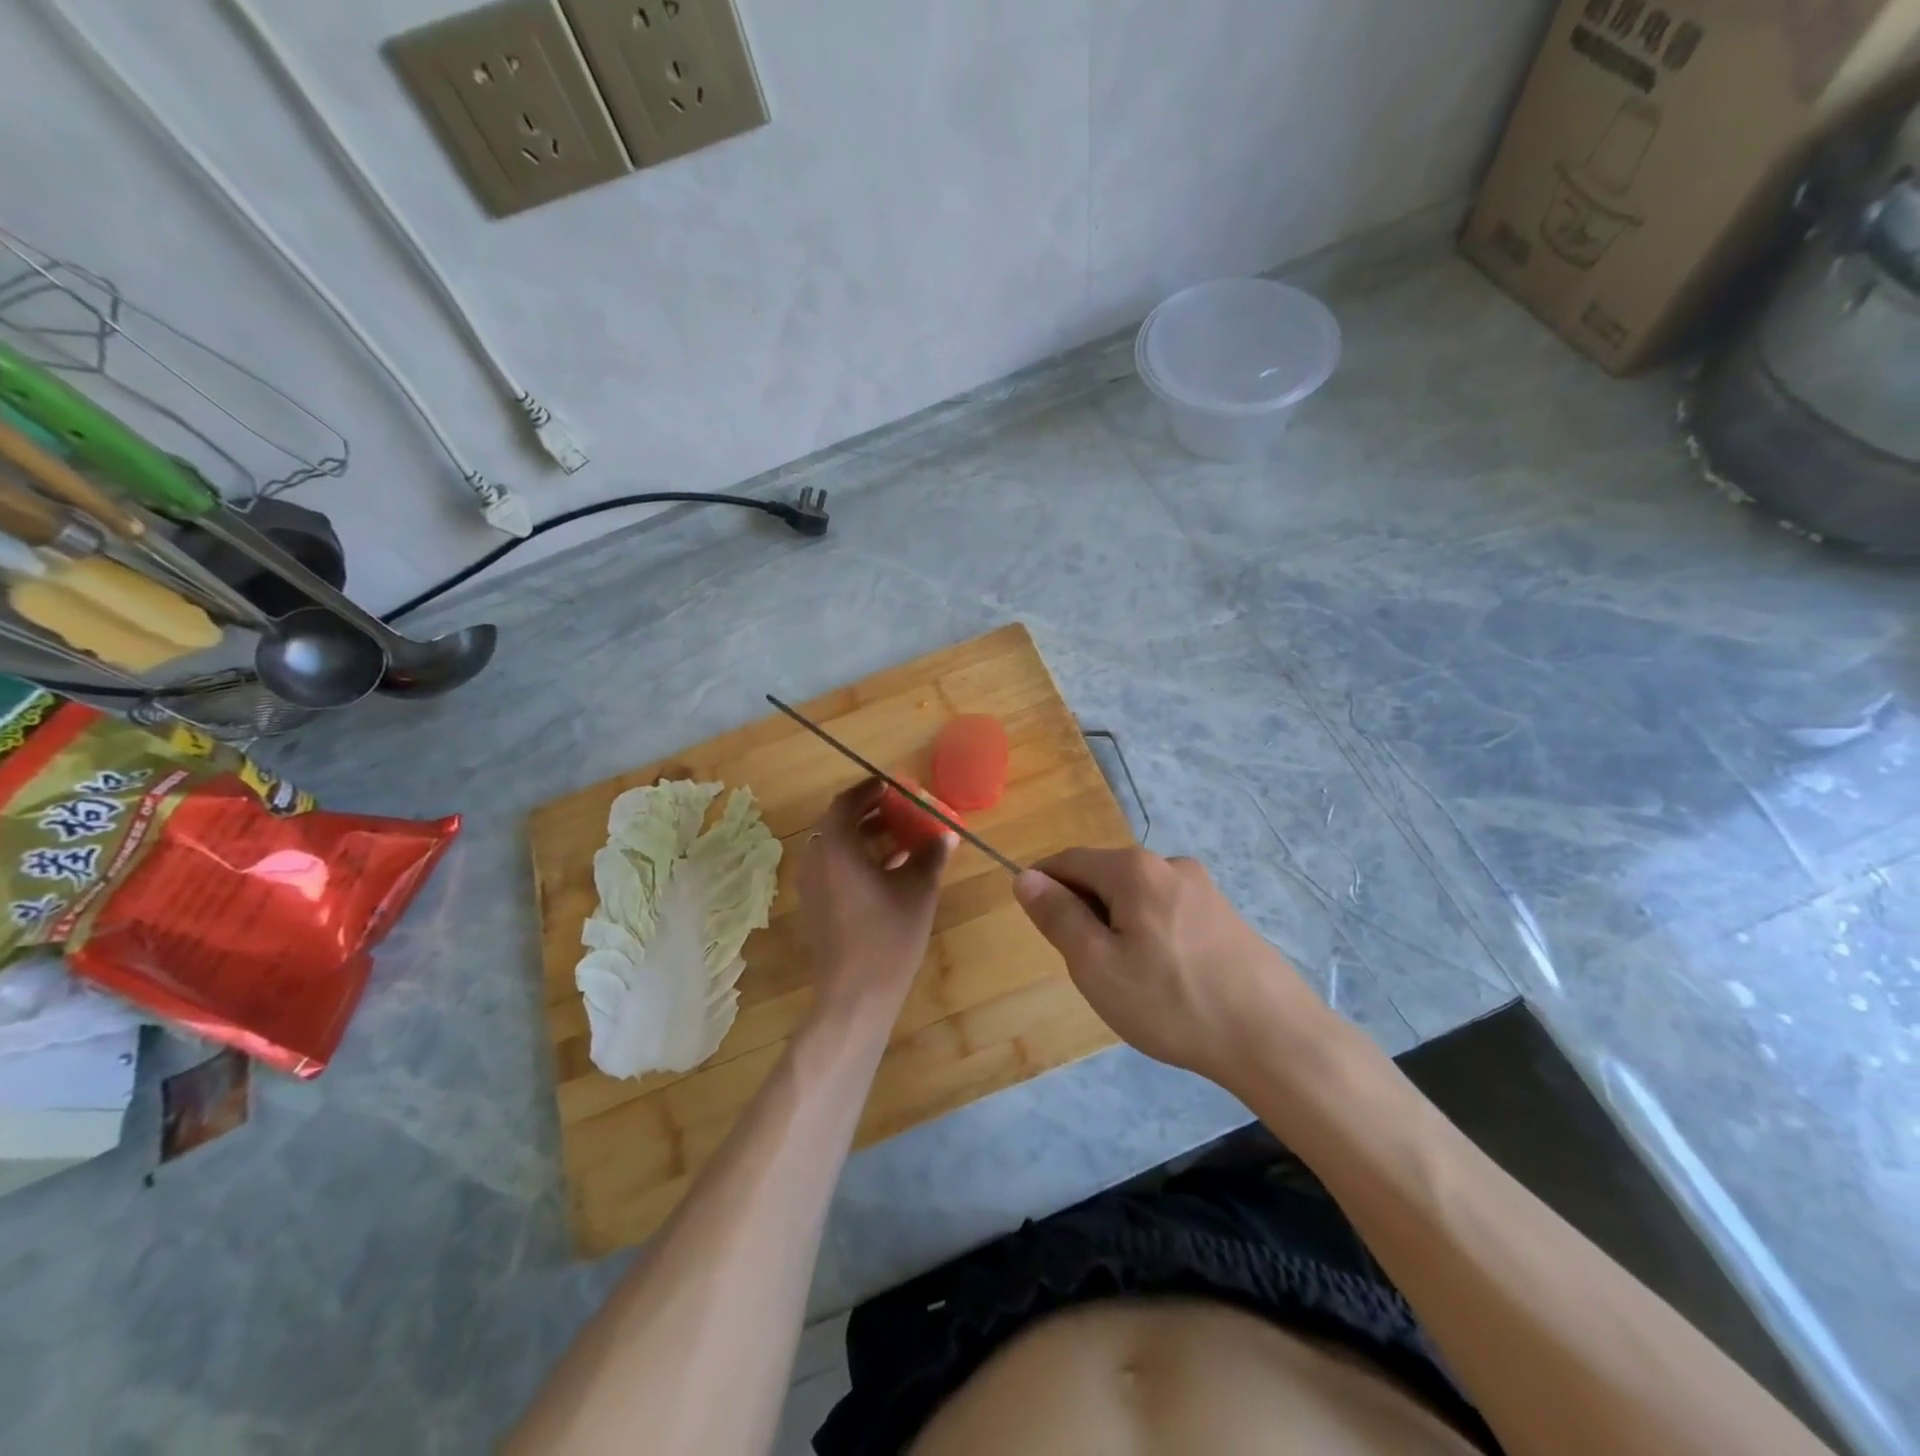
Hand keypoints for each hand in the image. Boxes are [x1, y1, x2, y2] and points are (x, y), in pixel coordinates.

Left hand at [798, 779, 954, 1027]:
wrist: (855, 994)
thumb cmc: (888, 935)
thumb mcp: (918, 889)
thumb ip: (930, 855)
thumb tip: (946, 834)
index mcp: (836, 847)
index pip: (846, 803)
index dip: (868, 791)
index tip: (890, 786)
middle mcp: (816, 860)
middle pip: (838, 824)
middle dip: (869, 814)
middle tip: (899, 811)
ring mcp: (811, 886)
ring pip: (836, 849)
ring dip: (865, 839)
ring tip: (900, 840)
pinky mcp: (815, 907)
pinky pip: (834, 869)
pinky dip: (857, 861)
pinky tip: (888, 872)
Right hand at [1012, 848, 1335, 1090]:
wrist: (1274, 1038)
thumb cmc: (1172, 1002)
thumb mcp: (1097, 965)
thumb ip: (1058, 916)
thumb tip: (1026, 877)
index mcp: (1134, 869)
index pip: (1069, 860)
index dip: (1043, 884)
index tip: (1036, 922)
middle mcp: (1170, 865)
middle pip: (1105, 876)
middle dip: (1084, 910)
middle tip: (1086, 965)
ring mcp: (1204, 888)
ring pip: (1137, 896)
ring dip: (1117, 924)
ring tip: (1128, 979)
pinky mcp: (1225, 915)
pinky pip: (1167, 911)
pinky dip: (1149, 933)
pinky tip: (1164, 978)